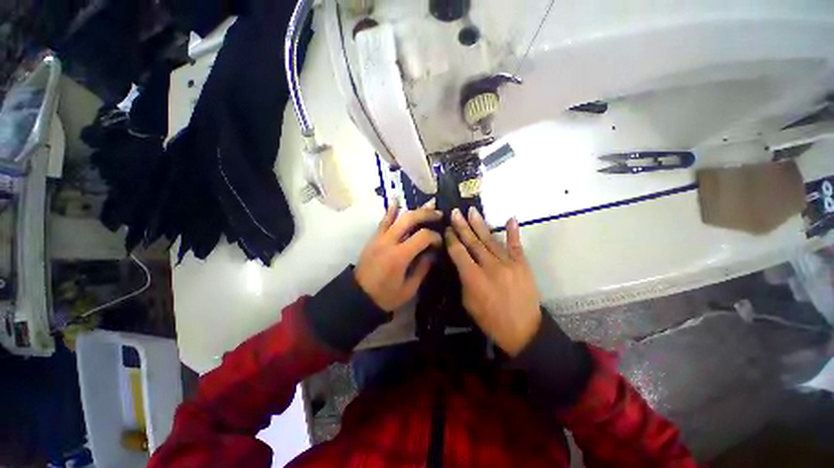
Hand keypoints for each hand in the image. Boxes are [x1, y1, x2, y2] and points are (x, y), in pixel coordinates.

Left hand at [355, 199, 442, 311]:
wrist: (358, 297)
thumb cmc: (385, 296)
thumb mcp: (409, 288)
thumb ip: (423, 268)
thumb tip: (433, 252)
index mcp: (399, 256)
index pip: (422, 236)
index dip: (434, 236)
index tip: (440, 242)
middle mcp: (389, 242)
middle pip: (409, 219)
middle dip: (426, 214)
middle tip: (439, 214)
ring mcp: (379, 238)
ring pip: (397, 216)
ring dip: (414, 209)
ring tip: (428, 204)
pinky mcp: (373, 238)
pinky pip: (383, 221)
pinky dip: (391, 210)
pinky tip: (396, 199)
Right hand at [445, 208, 541, 355]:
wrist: (523, 330)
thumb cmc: (490, 319)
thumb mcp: (468, 303)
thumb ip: (463, 279)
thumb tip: (461, 262)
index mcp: (474, 278)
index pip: (459, 253)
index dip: (452, 239)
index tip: (447, 229)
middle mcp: (490, 267)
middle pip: (473, 242)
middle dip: (462, 226)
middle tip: (455, 212)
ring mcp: (508, 264)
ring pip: (490, 240)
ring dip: (480, 225)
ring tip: (472, 211)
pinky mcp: (522, 265)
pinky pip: (516, 245)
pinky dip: (513, 232)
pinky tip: (510, 218)